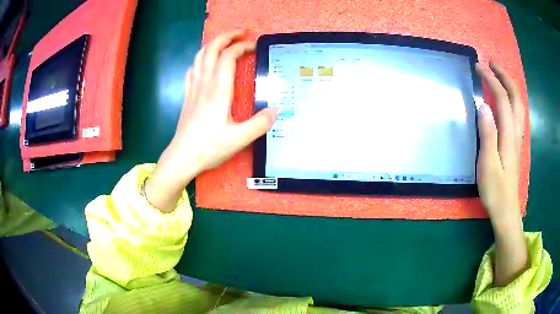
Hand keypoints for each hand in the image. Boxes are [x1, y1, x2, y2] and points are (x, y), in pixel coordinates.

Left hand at [145, 30, 277, 211]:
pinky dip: (200, 61)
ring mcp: (193, 89)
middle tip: (240, 34)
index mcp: (218, 90)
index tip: (254, 46)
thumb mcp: (239, 139)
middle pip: (210, 50)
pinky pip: (192, 71)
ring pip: (199, 57)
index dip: (241, 47)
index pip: (228, 57)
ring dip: (212, 45)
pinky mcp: (187, 97)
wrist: (182, 158)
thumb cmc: (209, 148)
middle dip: (225, 37)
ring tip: (224, 43)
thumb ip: (259, 124)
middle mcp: (204, 84)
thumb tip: (276, 110)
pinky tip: (205, 64)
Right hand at [476, 61, 524, 221]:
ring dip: (509, 86)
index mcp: (508, 135)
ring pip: (518, 104)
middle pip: (515, 97)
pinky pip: (516, 113)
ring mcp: (517, 137)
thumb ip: (487, 135)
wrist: (506, 208)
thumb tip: (483, 105)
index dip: (492, 80)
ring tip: (498, 75)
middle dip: (505, 77)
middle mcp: (516, 132)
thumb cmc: (495, 190)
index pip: (503, 99)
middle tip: (491, 64)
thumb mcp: (487, 165)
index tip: (479, 67)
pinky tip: (504, 99)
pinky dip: (511, 99)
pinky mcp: (515, 143)